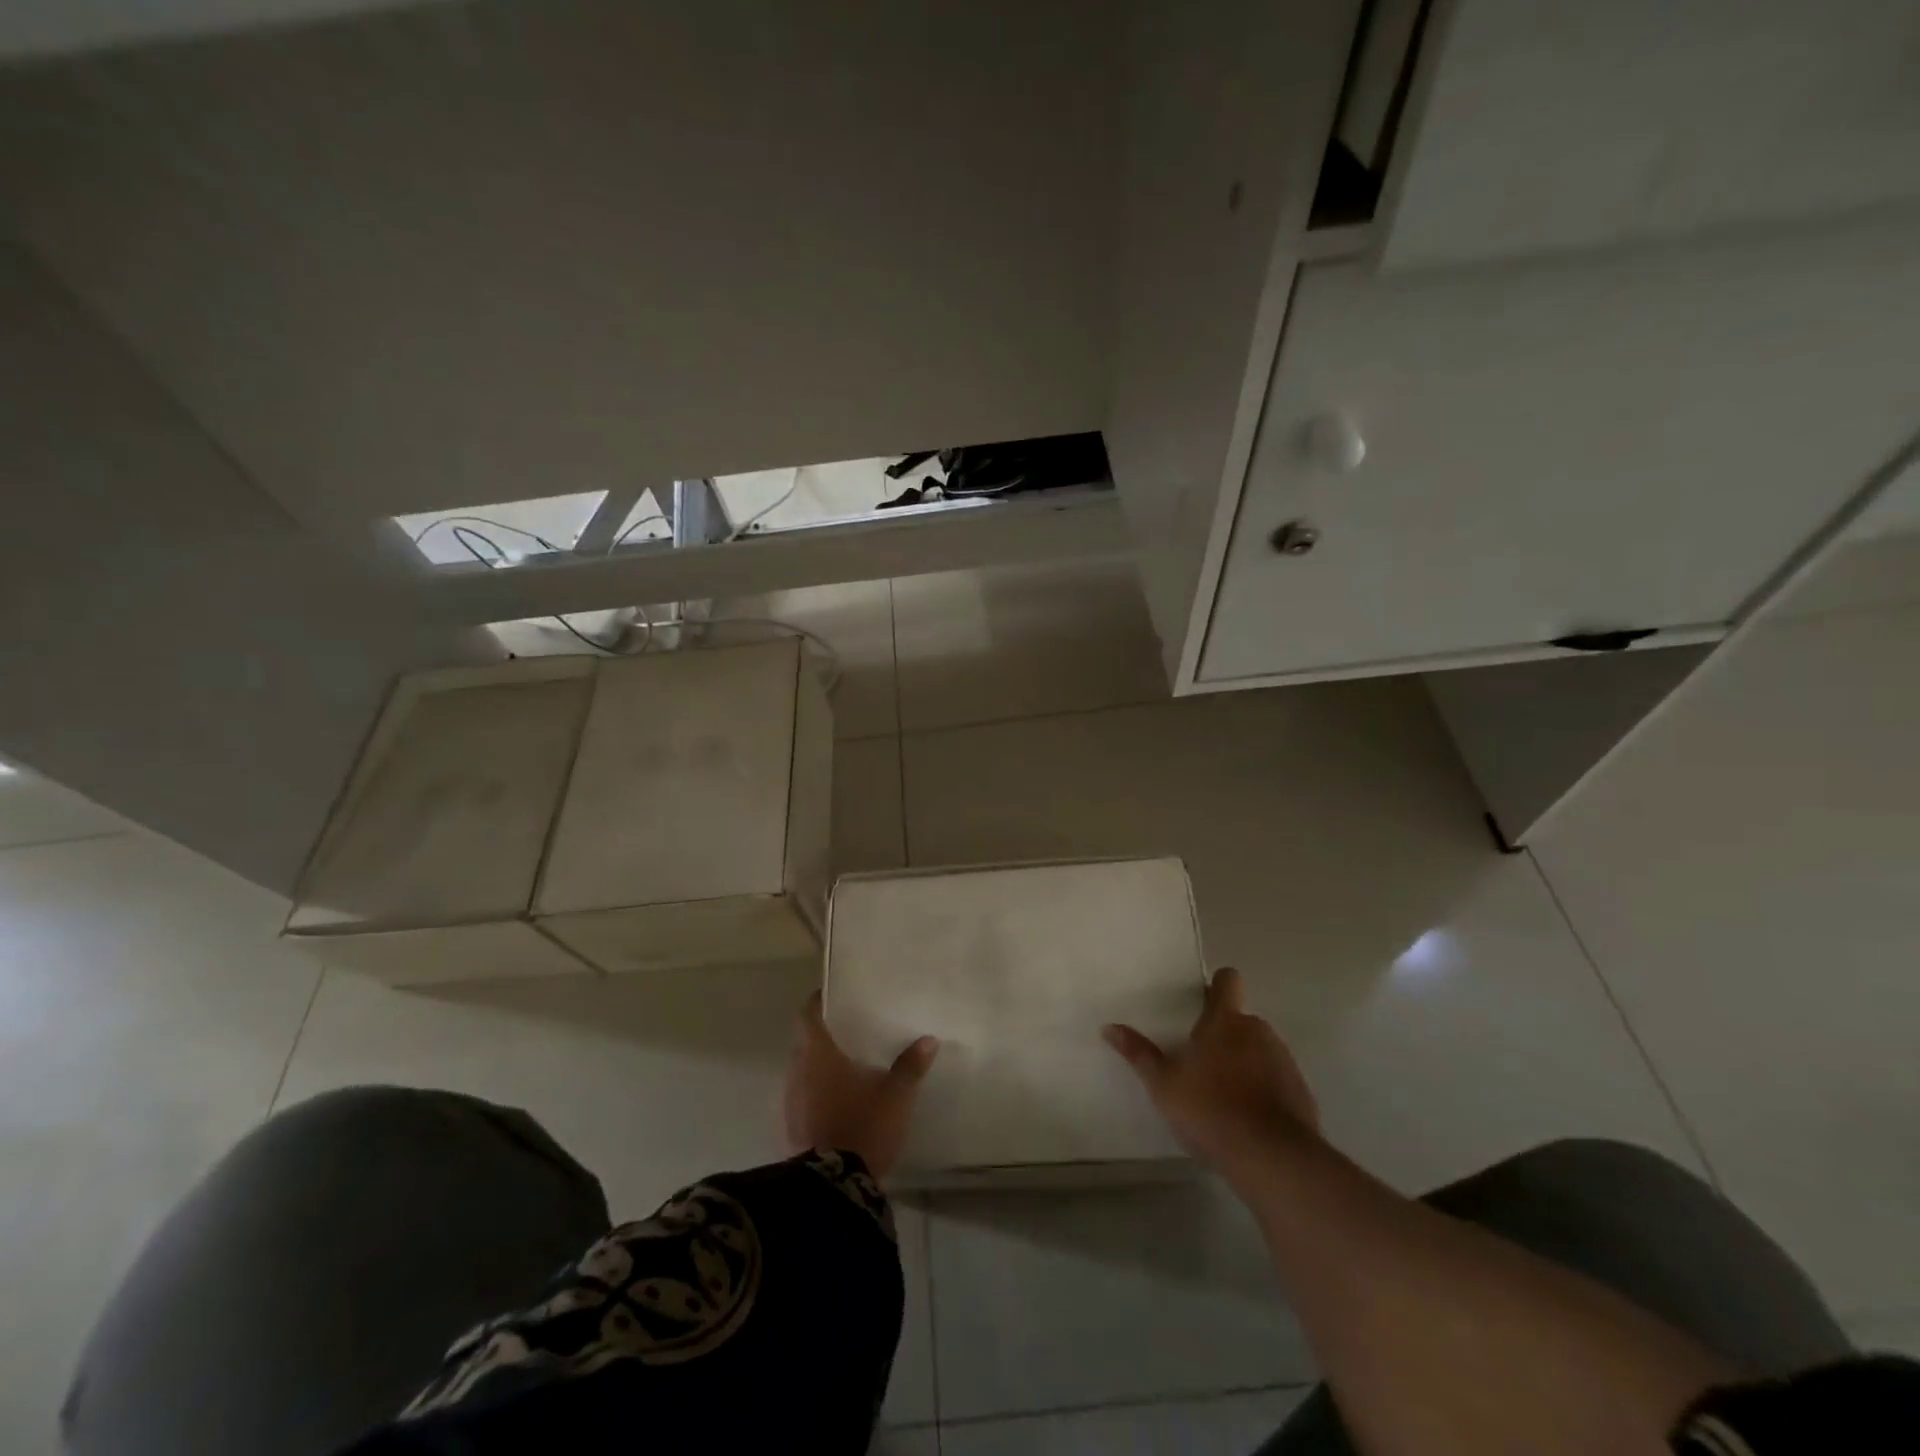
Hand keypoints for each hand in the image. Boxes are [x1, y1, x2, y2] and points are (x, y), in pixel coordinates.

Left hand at [784, 991, 938, 1178]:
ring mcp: (790, 1103)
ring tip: (846, 1067)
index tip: (833, 995)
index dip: (818, 1002)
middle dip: (823, 1036)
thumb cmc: (863, 1126)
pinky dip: (815, 1094)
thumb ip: (910, 1066)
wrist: (833, 1188)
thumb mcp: (896, 1096)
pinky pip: (801, 1099)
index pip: (808, 1015)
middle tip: (849, 1032)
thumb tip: (928, 1040)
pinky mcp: (790, 1130)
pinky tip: (837, 1103)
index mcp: (818, 1054)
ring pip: (802, 1072)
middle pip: (805, 1043)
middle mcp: (797, 1072)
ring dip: (818, 1068)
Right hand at [1104, 967, 1319, 1184]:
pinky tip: (1248, 1119)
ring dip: (1245, 1062)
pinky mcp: (1301, 1092)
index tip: (1202, 1003)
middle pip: (1241, 1020)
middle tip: (1201, 1063)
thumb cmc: (1210, 1110)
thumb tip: (1109, 1027)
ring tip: (1223, 1096)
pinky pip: (1277, 1079)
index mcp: (1225, 1021)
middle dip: (1224, 1035)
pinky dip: (1264, 1090)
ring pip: (1260, 1050)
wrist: (1272, 1159)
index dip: (1217, 986)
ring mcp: (1284, 1061)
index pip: (1228, 981)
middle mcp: (1259, 1031)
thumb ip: (1139, 1054)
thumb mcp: (1163, 1085)